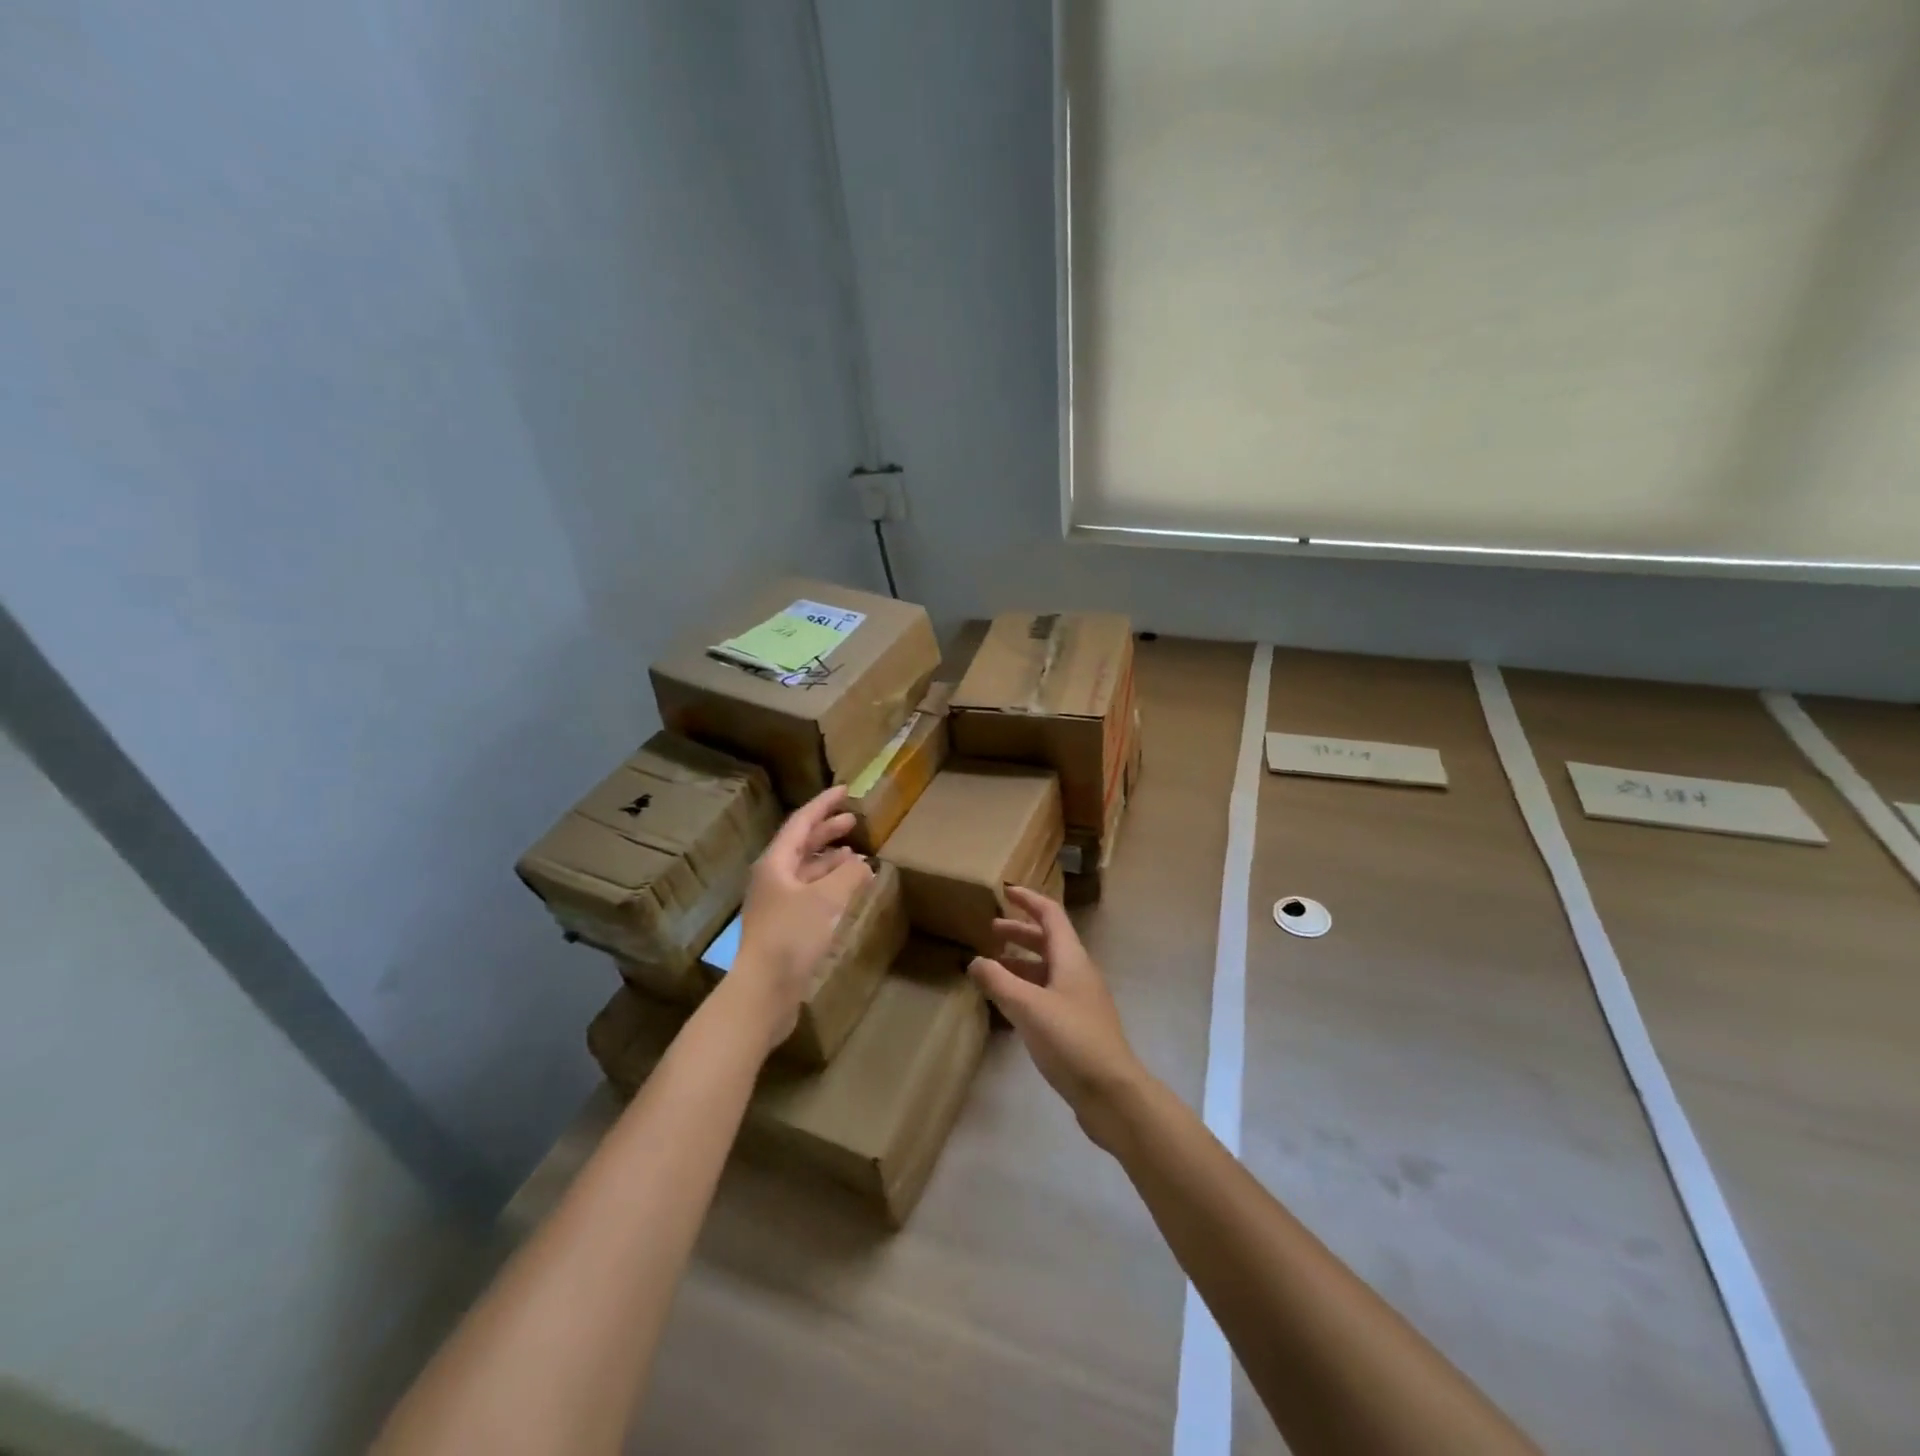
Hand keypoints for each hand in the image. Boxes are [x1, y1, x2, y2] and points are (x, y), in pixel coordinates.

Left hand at [733, 787, 872, 1050]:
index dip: (823, 805)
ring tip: (856, 856)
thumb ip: (848, 875)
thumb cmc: (791, 936)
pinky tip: (847, 891)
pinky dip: (830, 885)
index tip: (844, 790)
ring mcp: (777, 903)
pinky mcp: (784, 926)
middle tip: (854, 821)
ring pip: (806, 870)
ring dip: (830, 860)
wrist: (764, 990)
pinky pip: (810, 893)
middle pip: (801, 845)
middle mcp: (772, 877)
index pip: (801, 822)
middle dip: (827, 830)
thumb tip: (863, 864)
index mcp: (775, 863)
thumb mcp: (826, 899)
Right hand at [970, 885, 1150, 1151]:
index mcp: (1071, 959)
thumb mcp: (1027, 1007)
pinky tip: (1010, 1003)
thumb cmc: (1071, 1040)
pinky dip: (1027, 988)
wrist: (1112, 1093)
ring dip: (1022, 961)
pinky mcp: (1078, 1025)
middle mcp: (1078, 973)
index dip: (1029, 900)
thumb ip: (998, 981)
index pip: (1050, 915)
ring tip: (993, 966)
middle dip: (1020, 932)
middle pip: (1049, 941)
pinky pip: (1048, 993)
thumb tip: (974, 961)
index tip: (1006, 891)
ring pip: (1048, 969)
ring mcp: (1080, 1000)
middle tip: (991, 930)